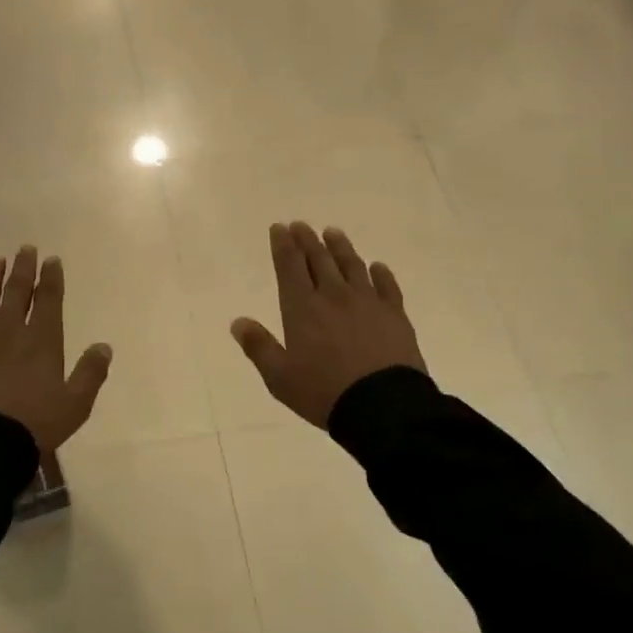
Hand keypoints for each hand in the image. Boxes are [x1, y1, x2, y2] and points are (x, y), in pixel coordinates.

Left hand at [0, 245, 112, 452]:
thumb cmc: (35, 425)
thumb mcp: (76, 404)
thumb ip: (91, 373)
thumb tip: (104, 346)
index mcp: (42, 342)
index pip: (48, 301)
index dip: (51, 278)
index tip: (51, 260)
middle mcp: (9, 334)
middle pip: (16, 293)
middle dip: (22, 270)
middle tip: (25, 249)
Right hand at [231, 223, 426, 427]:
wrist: (383, 406)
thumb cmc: (324, 392)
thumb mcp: (280, 377)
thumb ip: (259, 347)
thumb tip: (238, 321)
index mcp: (303, 309)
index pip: (290, 267)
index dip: (283, 245)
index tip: (279, 228)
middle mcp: (333, 296)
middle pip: (319, 260)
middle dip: (307, 240)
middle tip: (301, 225)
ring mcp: (367, 302)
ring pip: (351, 265)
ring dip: (340, 247)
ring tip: (332, 233)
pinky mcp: (395, 314)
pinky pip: (387, 286)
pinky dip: (380, 273)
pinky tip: (377, 267)